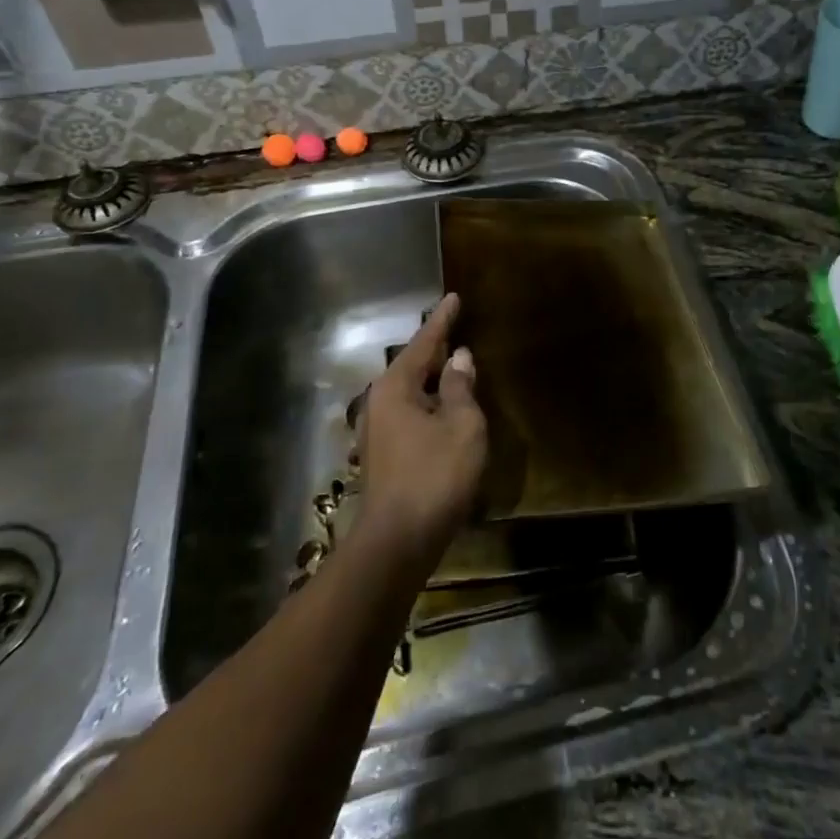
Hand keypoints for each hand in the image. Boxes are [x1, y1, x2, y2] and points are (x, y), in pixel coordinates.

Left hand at [355, 293, 486, 570]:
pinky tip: (445, 408)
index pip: (424, 342)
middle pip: (413, 365)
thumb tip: (459, 358)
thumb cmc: (435, 475)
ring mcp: (378, 430)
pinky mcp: (384, 454)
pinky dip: (430, 401)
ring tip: (455, 365)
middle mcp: (380, 401)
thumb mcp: (462, 425)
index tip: (453, 297)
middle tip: (457, 328)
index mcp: (397, 387)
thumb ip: (461, 388)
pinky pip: (411, 412)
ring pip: (411, 391)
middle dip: (435, 348)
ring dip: (433, 378)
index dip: (442, 320)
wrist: (397, 541)